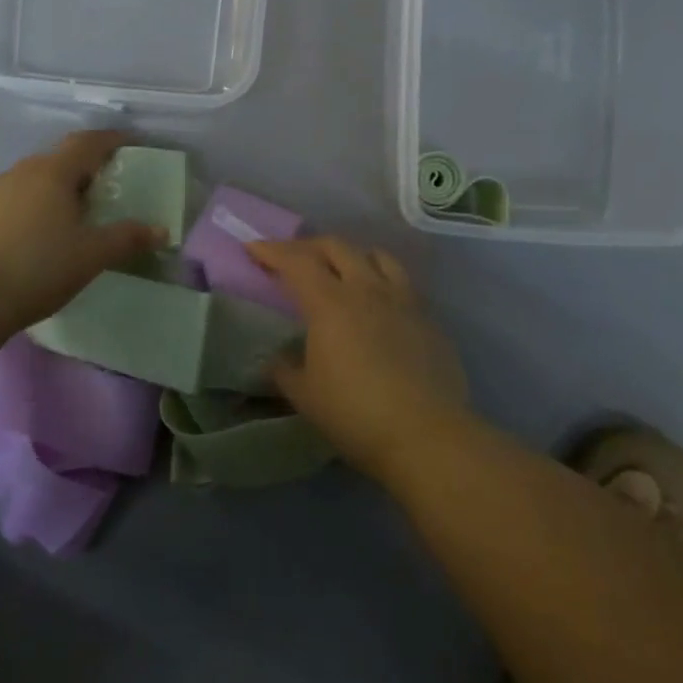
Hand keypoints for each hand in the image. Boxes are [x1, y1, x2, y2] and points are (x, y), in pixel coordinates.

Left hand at [0, 131, 165, 331]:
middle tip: (104, 190)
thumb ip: (127, 238)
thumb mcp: (92, 256)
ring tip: (70, 217)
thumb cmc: (39, 268)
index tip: (129, 144)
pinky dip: (32, 207)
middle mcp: (21, 172)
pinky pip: (13, 200)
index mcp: (52, 173)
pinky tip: (35, 236)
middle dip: (84, 169)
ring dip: (55, 190)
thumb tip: (161, 230)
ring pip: (33, 180)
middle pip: (58, 160)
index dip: (111, 140)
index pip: (86, 143)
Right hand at [247, 236, 470, 481]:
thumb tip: (277, 360)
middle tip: (292, 258)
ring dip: (352, 256)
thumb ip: (285, 370)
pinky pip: (402, 284)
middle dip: (308, 246)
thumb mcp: (304, 396)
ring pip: (377, 257)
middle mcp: (368, 290)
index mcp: (330, 303)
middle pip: (336, 247)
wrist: (426, 436)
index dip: (271, 251)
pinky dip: (381, 281)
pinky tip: (378, 306)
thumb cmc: (354, 414)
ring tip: (342, 271)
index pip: (296, 262)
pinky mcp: (429, 320)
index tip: (253, 247)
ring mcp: (403, 301)